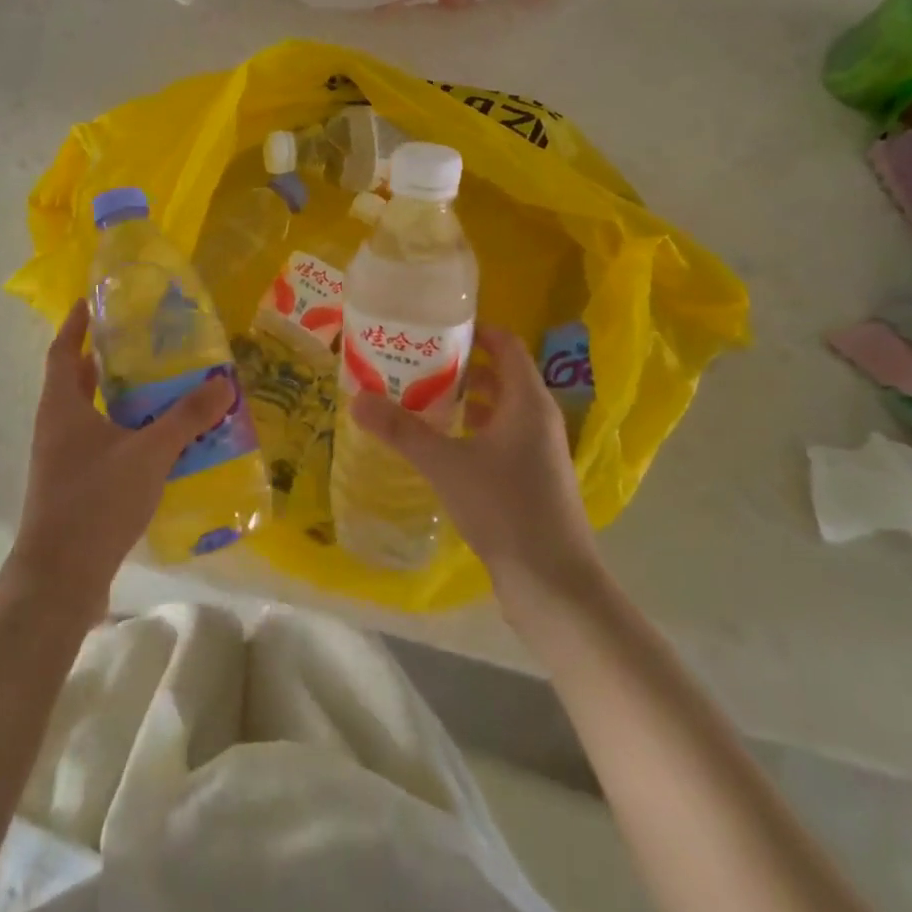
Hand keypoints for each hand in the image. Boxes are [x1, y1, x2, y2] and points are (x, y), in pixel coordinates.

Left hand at [7, 302, 234, 613]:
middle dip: (102, 358)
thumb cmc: (96, 501)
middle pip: (75, 381)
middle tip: (140, 341)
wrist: (59, 579)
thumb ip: (187, 417)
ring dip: (115, 396)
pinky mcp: (73, 486)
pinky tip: (154, 440)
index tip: (92, 301)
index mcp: (62, 407)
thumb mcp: (149, 453)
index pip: (62, 351)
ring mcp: (61, 459)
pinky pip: (98, 442)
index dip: (75, 324)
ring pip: (88, 414)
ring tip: (156, 385)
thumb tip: (224, 382)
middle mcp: (56, 427)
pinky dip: (121, 430)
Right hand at [348, 325, 599, 606]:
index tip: (435, 327)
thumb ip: (401, 431)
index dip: (475, 330)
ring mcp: (539, 451)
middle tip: (416, 362)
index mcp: (527, 401)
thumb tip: (357, 399)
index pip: (506, 344)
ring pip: (500, 409)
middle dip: (460, 366)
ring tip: (420, 398)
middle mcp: (538, 419)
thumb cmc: (505, 508)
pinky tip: (441, 445)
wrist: (554, 584)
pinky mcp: (533, 480)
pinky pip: (501, 438)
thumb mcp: (445, 464)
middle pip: (501, 374)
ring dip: (465, 400)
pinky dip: (473, 430)